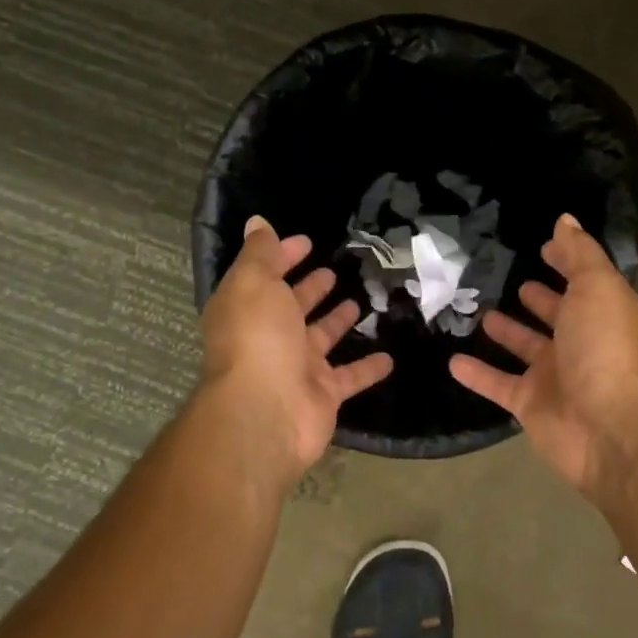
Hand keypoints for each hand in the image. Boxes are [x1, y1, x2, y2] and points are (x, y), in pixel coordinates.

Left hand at [197, 215, 392, 491]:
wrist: (266, 414)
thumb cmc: (258, 339)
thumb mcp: (254, 284)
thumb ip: (260, 253)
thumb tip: (256, 223)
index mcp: (248, 309)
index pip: (265, 275)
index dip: (283, 256)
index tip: (307, 242)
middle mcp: (269, 337)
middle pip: (292, 307)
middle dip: (309, 288)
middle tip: (334, 271)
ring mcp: (296, 367)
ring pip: (322, 338)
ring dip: (337, 321)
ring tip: (360, 301)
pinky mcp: (323, 394)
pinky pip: (351, 376)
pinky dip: (369, 367)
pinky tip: (390, 355)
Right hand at [449, 214, 637, 501]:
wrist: (610, 429)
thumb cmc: (605, 348)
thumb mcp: (597, 288)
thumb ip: (579, 254)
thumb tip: (565, 219)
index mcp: (603, 313)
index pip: (583, 282)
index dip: (566, 263)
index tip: (542, 247)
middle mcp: (581, 343)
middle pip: (557, 316)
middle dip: (539, 299)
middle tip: (512, 281)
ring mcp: (555, 376)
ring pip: (525, 348)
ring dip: (507, 332)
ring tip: (481, 312)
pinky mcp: (530, 404)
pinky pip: (497, 383)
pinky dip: (477, 373)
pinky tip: (452, 359)